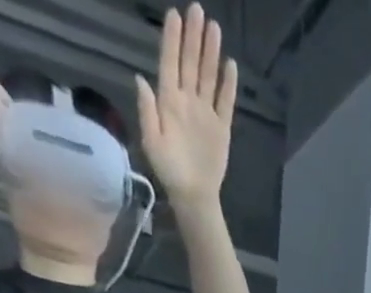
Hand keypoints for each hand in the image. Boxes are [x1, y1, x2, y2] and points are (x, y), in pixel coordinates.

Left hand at [136, 4, 236, 203]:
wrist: (193, 195)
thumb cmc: (169, 171)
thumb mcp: (152, 142)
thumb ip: (147, 111)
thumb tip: (141, 79)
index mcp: (169, 102)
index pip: (170, 64)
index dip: (172, 40)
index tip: (174, 15)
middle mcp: (187, 102)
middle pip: (190, 64)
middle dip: (193, 37)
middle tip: (197, 10)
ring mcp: (205, 114)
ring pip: (208, 77)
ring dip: (210, 53)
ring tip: (214, 28)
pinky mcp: (221, 128)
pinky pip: (225, 102)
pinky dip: (228, 85)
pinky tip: (230, 66)